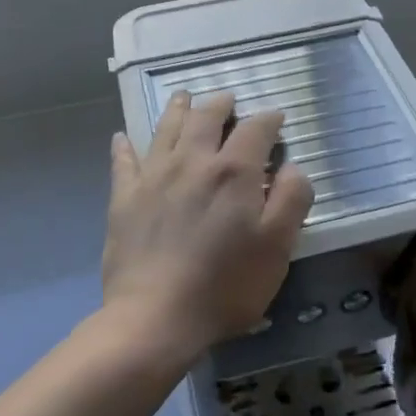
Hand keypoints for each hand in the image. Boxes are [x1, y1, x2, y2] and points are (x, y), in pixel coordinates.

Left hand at [101, 91, 315, 362]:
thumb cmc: (225, 286)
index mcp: (233, 171)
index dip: (268, 119)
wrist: (155, 318)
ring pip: (166, 129)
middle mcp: (192, 162)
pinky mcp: (124, 198)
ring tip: (184, 97)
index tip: (276, 117)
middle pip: (206, 118)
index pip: (255, 129)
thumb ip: (291, 200)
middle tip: (228, 100)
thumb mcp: (277, 248)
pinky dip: (124, 146)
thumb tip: (293, 167)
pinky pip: (123, 161)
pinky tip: (122, 137)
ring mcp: (153, 177)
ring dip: (178, 109)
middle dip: (221, 104)